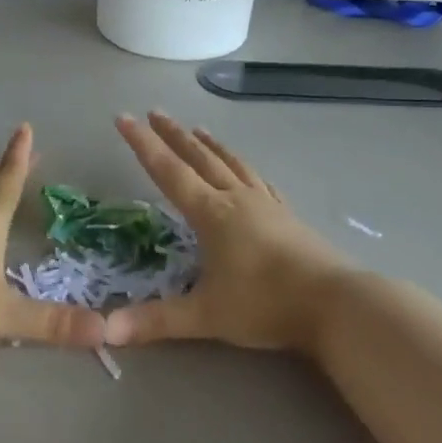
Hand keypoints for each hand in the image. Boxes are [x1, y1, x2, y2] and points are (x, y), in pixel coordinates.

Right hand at [103, 113, 345, 352]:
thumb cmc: (266, 304)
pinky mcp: (287, 215)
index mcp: (211, 213)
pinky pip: (259, 180)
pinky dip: (244, 167)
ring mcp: (265, 204)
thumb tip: (106, 330)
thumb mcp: (206, 316)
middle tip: (155, 112)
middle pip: (199, 158)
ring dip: (210, 145)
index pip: (168, 172)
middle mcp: (236, 199)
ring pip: (231, 164)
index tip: (124, 118)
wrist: (335, 303)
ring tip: (197, 129)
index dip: (143, 145)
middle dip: (173, 135)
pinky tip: (246, 169)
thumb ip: (156, 321)